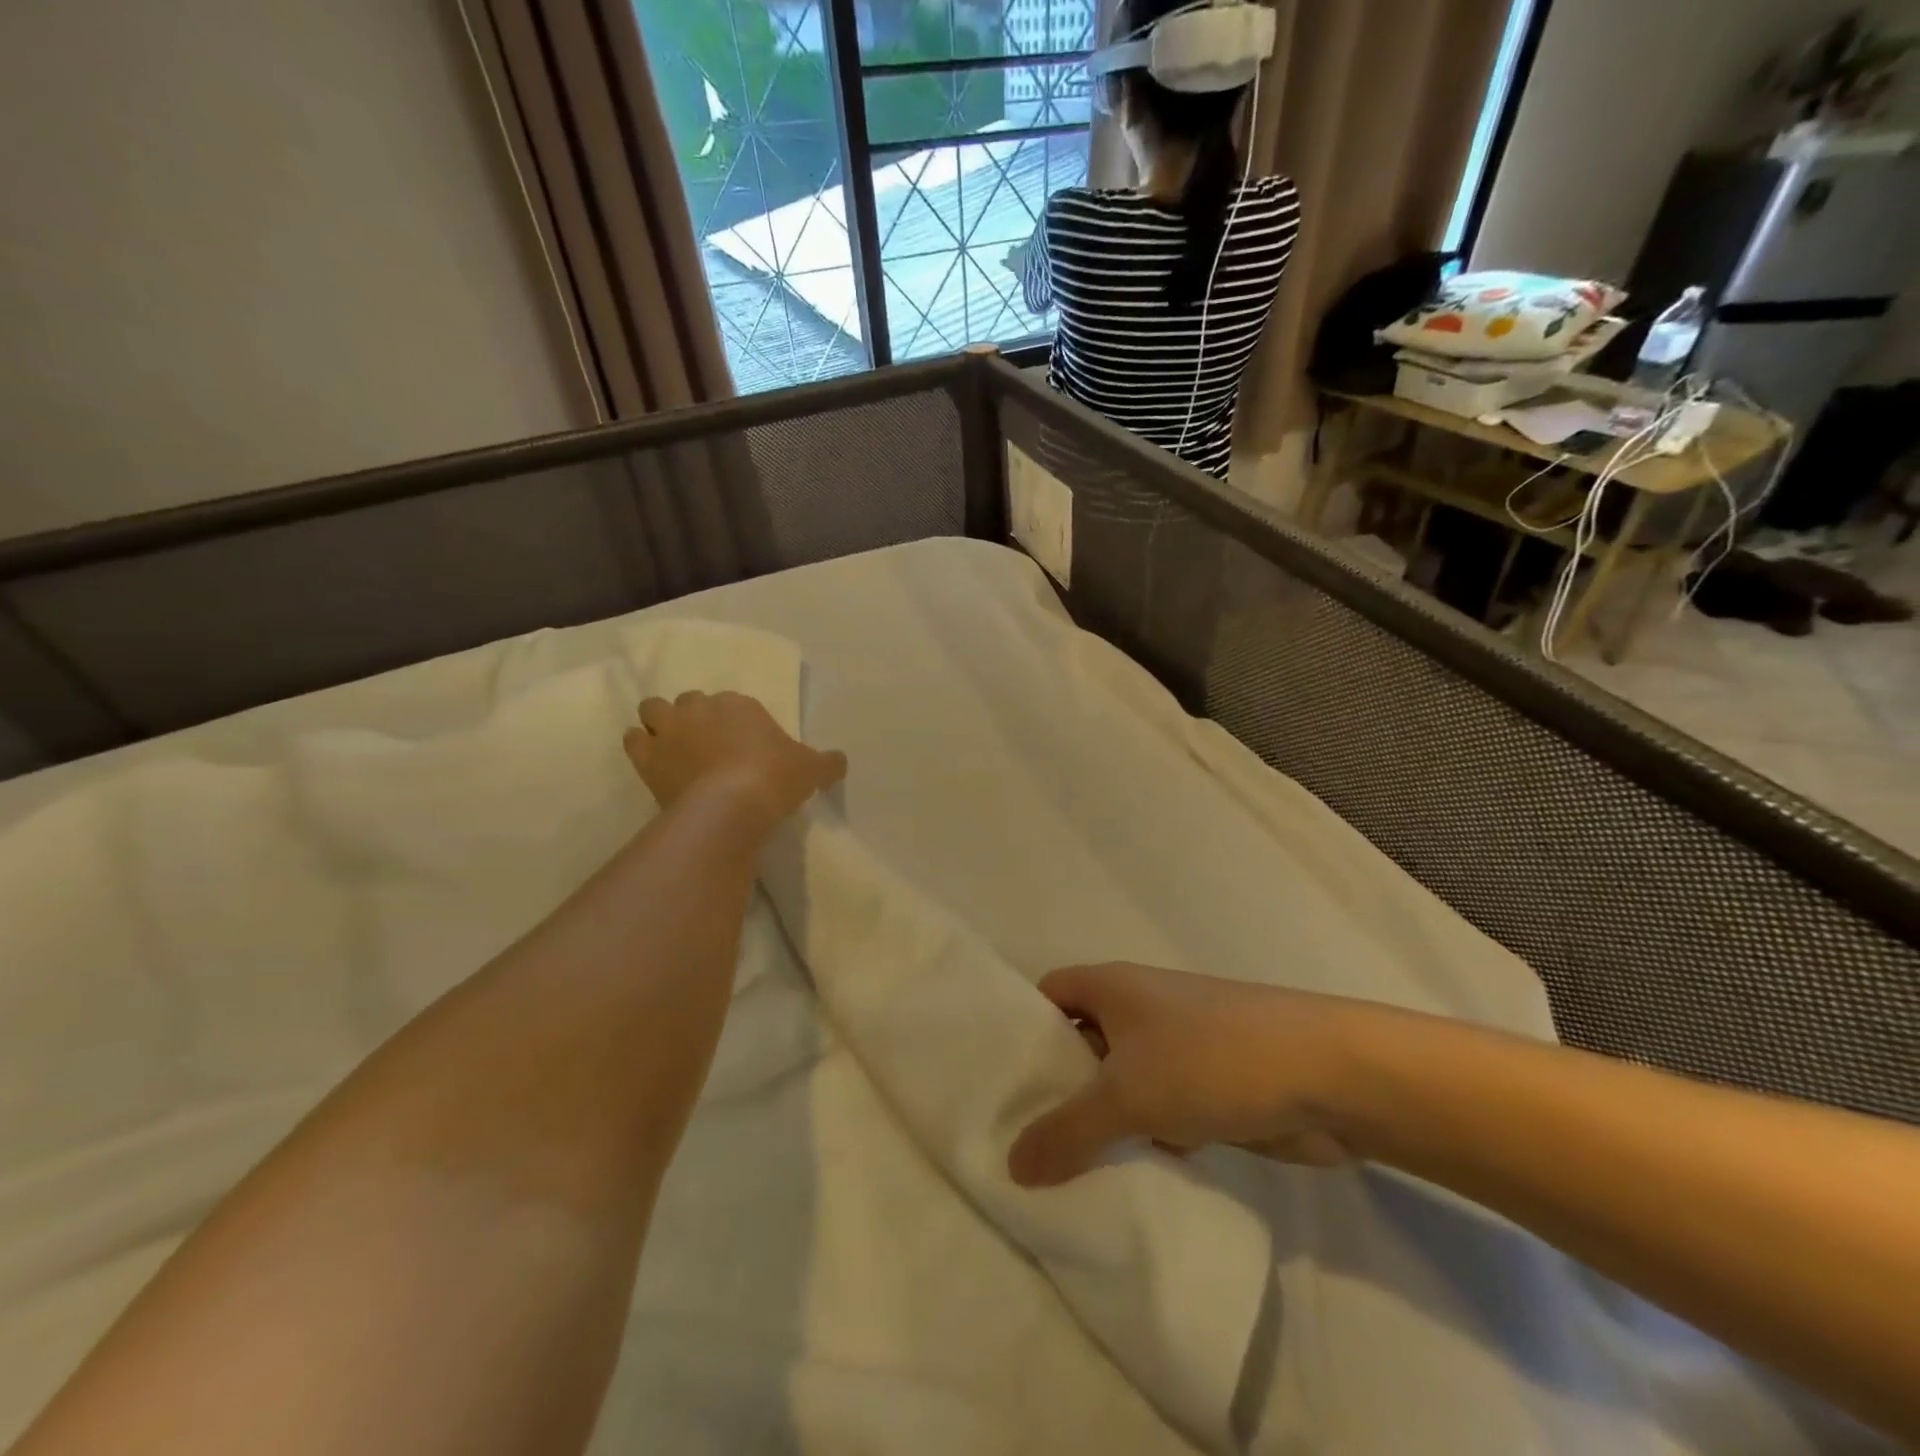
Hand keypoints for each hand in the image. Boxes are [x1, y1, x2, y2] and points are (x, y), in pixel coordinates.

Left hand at [622, 691, 846, 826]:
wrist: (731, 806)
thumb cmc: (775, 778)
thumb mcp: (811, 770)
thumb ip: (827, 762)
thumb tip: (840, 762)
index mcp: (738, 703)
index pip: (732, 702)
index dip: (735, 721)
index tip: (744, 745)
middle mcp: (700, 708)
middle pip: (690, 701)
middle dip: (695, 717)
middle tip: (708, 745)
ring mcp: (670, 731)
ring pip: (653, 710)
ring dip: (660, 723)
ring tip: (673, 747)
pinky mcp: (647, 758)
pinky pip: (633, 740)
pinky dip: (641, 746)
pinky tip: (654, 762)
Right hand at [1008, 963, 1365, 1186]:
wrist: (1326, 1075)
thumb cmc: (1210, 1059)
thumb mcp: (1126, 1094)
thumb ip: (1066, 1131)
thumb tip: (1010, 1165)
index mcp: (1112, 987)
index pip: (1048, 995)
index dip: (1021, 1028)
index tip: (994, 1076)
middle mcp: (1138, 1010)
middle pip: (1079, 1042)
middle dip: (1055, 1086)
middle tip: (1015, 1137)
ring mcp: (1175, 1048)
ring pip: (1119, 1083)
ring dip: (1099, 1120)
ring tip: (1057, 1170)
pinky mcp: (1205, 1087)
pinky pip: (1156, 1110)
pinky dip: (1142, 1138)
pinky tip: (1124, 1178)